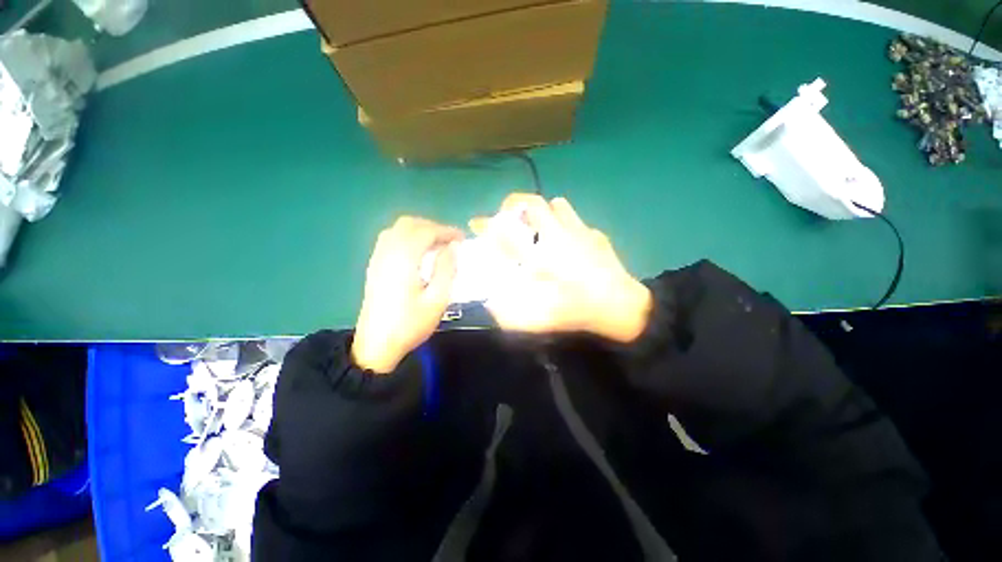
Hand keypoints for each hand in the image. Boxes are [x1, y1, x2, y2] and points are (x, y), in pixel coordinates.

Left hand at [352, 217, 462, 373]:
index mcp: (404, 260)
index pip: (426, 231)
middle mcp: (387, 252)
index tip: (462, 238)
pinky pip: (390, 239)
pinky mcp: (374, 266)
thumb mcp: (437, 300)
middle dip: (432, 227)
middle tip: (450, 240)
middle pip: (409, 224)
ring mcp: (378, 258)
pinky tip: (418, 252)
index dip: (446, 230)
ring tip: (437, 245)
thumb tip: (452, 247)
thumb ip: (446, 269)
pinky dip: (408, 237)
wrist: (376, 345)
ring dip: (419, 230)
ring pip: (398, 229)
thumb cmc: (410, 324)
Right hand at [470, 194, 651, 342]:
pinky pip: (575, 219)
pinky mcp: (596, 234)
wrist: (621, 308)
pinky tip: (567, 243)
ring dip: (542, 212)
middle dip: (514, 204)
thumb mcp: (539, 319)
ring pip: (557, 204)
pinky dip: (565, 224)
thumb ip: (509, 314)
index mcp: (540, 255)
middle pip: (533, 202)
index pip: (506, 230)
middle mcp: (557, 235)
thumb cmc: (577, 312)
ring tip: (539, 228)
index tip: (477, 223)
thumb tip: (490, 304)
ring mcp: (580, 231)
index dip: (487, 224)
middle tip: (510, 218)